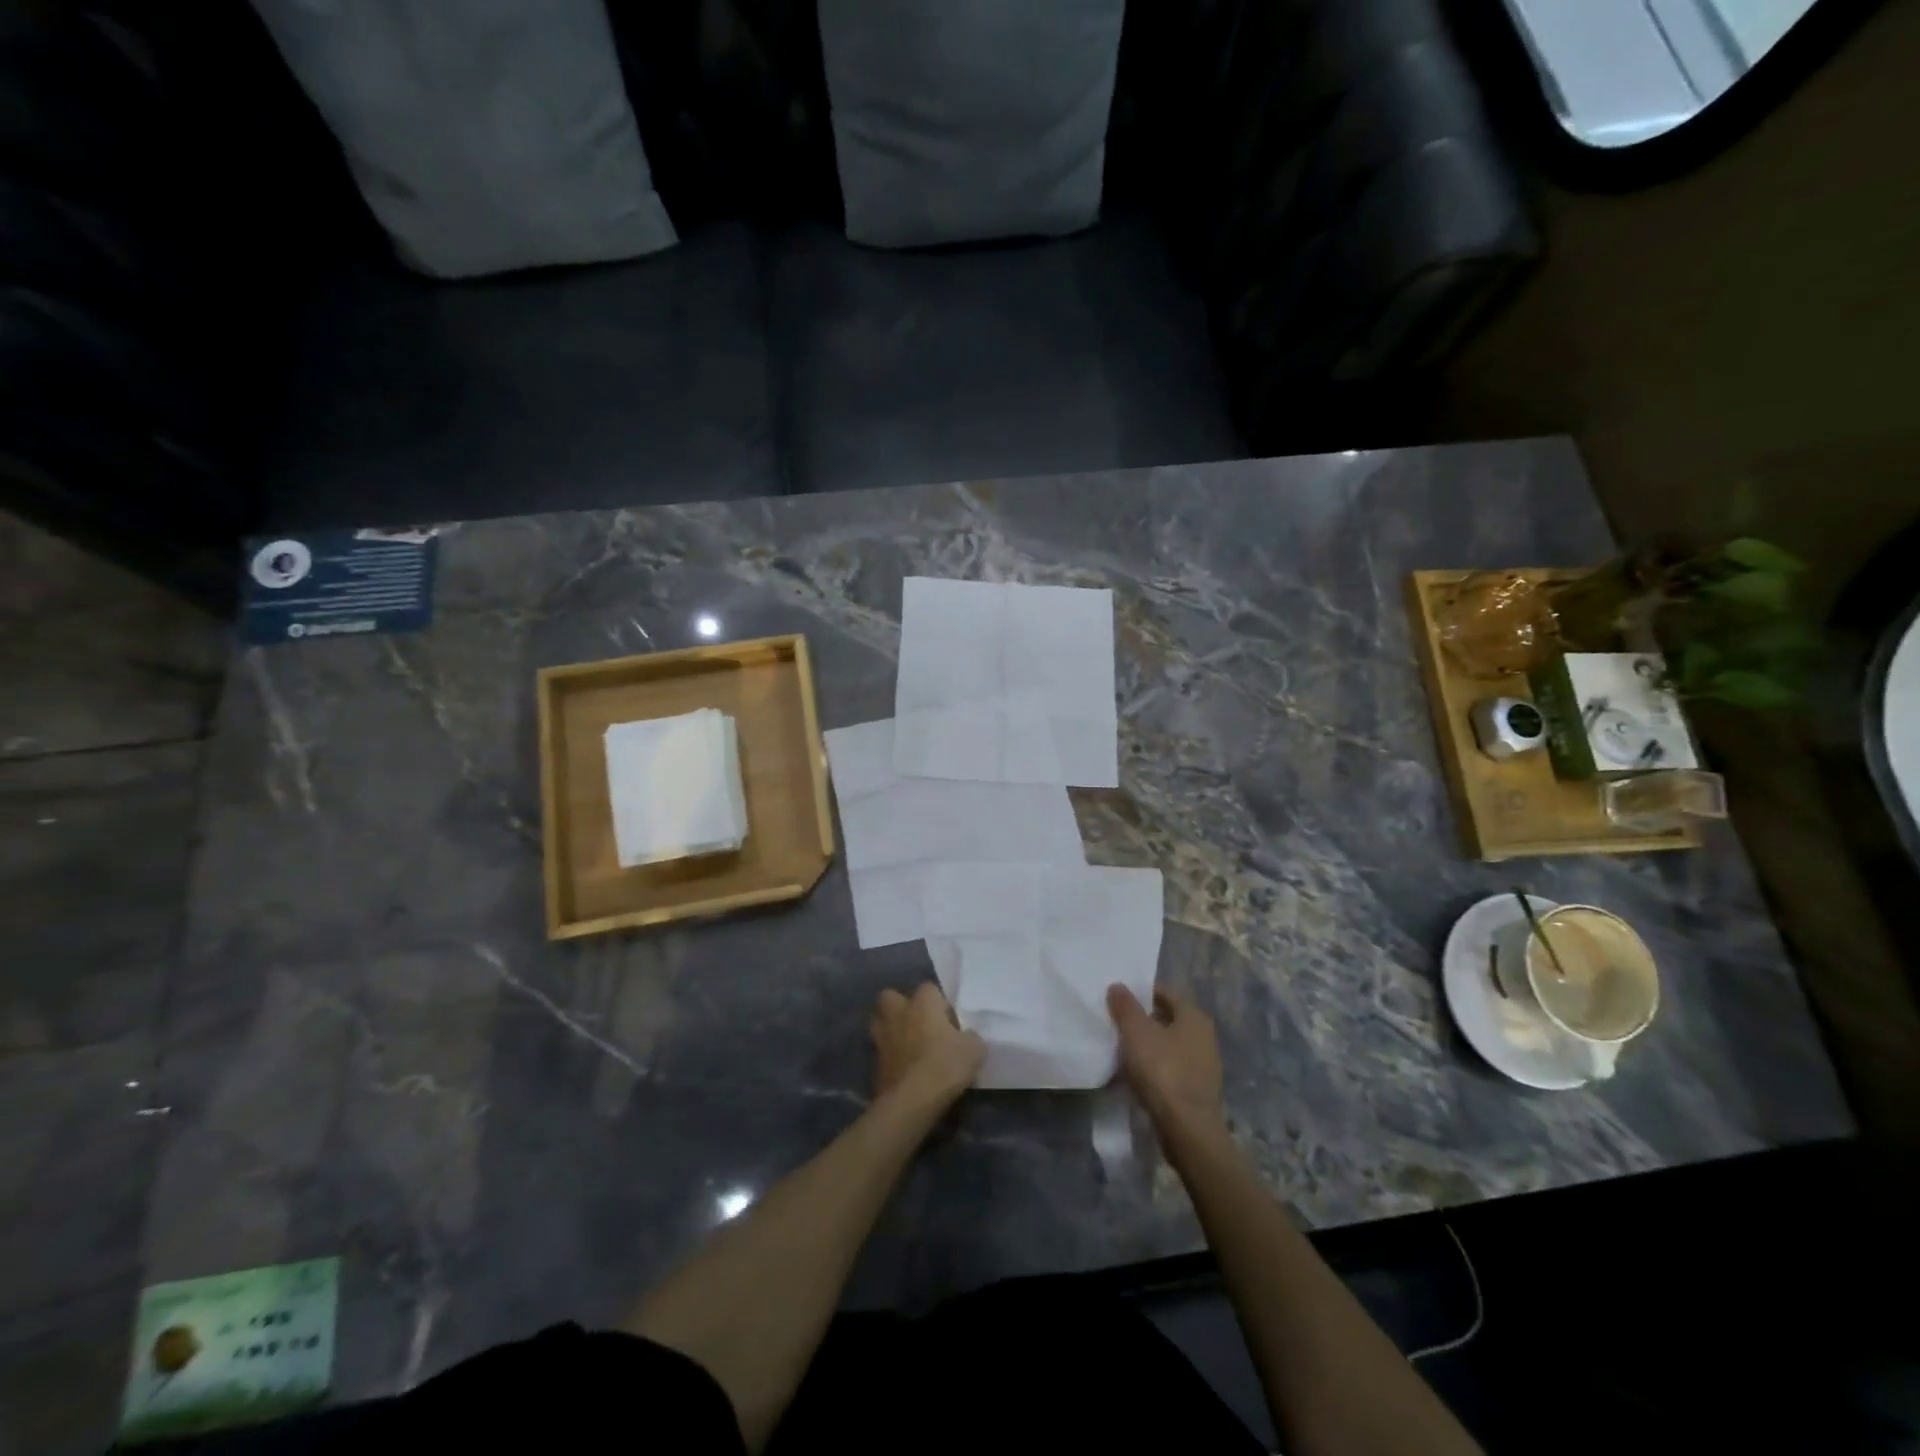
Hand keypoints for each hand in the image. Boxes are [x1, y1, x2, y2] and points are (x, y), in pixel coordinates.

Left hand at [871, 983, 984, 1105]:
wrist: (911, 1101)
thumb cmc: (945, 1065)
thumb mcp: (974, 1051)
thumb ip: (971, 1037)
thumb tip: (968, 1037)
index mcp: (923, 1002)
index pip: (930, 988)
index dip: (940, 1003)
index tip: (950, 1022)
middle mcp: (898, 1012)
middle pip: (892, 996)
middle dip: (902, 1006)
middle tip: (919, 1024)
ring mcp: (882, 1036)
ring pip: (880, 1022)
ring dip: (891, 1029)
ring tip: (908, 1045)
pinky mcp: (874, 1062)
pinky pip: (881, 1050)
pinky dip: (889, 1056)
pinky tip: (903, 1068)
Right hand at [1108, 985, 1224, 1134]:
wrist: (1188, 1130)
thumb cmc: (1163, 1071)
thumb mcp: (1136, 1032)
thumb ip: (1125, 1006)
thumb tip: (1118, 986)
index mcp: (1194, 1016)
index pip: (1166, 992)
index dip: (1141, 992)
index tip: (1118, 998)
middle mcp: (1204, 1036)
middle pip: (1168, 1018)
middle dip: (1143, 1019)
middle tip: (1116, 1021)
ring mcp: (1204, 1065)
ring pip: (1169, 1045)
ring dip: (1148, 1044)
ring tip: (1121, 1048)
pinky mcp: (1197, 1090)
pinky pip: (1171, 1068)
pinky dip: (1154, 1067)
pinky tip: (1135, 1075)